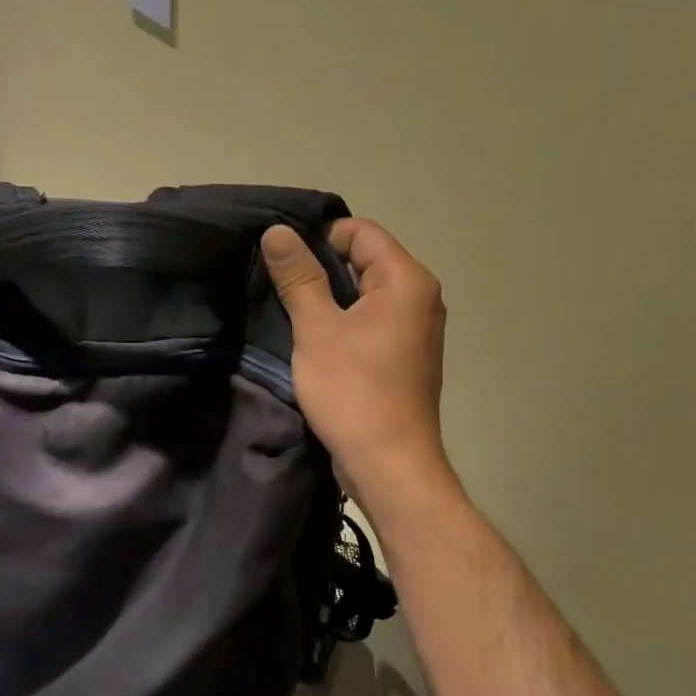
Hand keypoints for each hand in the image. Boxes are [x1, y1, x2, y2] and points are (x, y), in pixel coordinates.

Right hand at [261, 218, 449, 508]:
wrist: (389, 464)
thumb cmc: (353, 391)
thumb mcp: (317, 330)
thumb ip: (298, 277)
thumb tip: (277, 231)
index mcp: (407, 281)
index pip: (360, 232)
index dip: (317, 237)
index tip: (279, 259)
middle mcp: (420, 297)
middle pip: (364, 259)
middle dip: (319, 267)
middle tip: (275, 283)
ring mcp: (415, 328)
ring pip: (364, 292)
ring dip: (327, 297)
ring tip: (288, 310)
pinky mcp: (404, 355)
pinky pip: (370, 320)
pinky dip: (342, 321)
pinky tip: (312, 338)